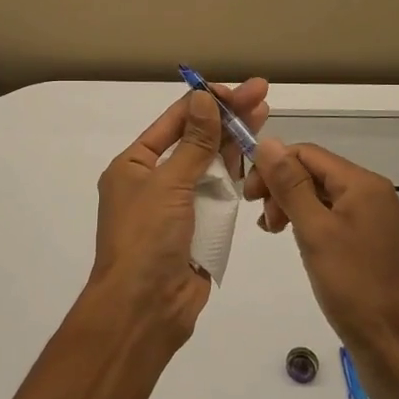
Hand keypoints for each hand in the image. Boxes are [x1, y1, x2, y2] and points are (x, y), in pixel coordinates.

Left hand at [85, 79, 269, 345]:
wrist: (145, 310)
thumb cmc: (147, 239)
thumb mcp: (169, 184)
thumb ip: (194, 143)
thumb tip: (203, 99)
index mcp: (134, 166)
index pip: (173, 122)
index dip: (205, 103)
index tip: (235, 89)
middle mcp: (154, 181)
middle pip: (195, 140)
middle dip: (227, 118)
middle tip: (261, 93)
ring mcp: (178, 206)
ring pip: (210, 166)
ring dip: (234, 143)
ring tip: (264, 115)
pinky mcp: (199, 228)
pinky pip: (219, 195)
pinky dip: (236, 176)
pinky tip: (257, 154)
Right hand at [245, 139, 398, 398]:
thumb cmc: (355, 288)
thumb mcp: (315, 232)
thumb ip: (290, 185)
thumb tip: (267, 141)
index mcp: (364, 185)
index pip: (307, 154)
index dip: (273, 167)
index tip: (249, 198)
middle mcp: (376, 196)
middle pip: (317, 173)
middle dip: (282, 188)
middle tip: (263, 223)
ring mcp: (379, 223)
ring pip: (325, 198)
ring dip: (294, 208)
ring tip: (275, 235)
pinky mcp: (377, 247)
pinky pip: (337, 221)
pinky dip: (312, 226)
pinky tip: (301, 246)